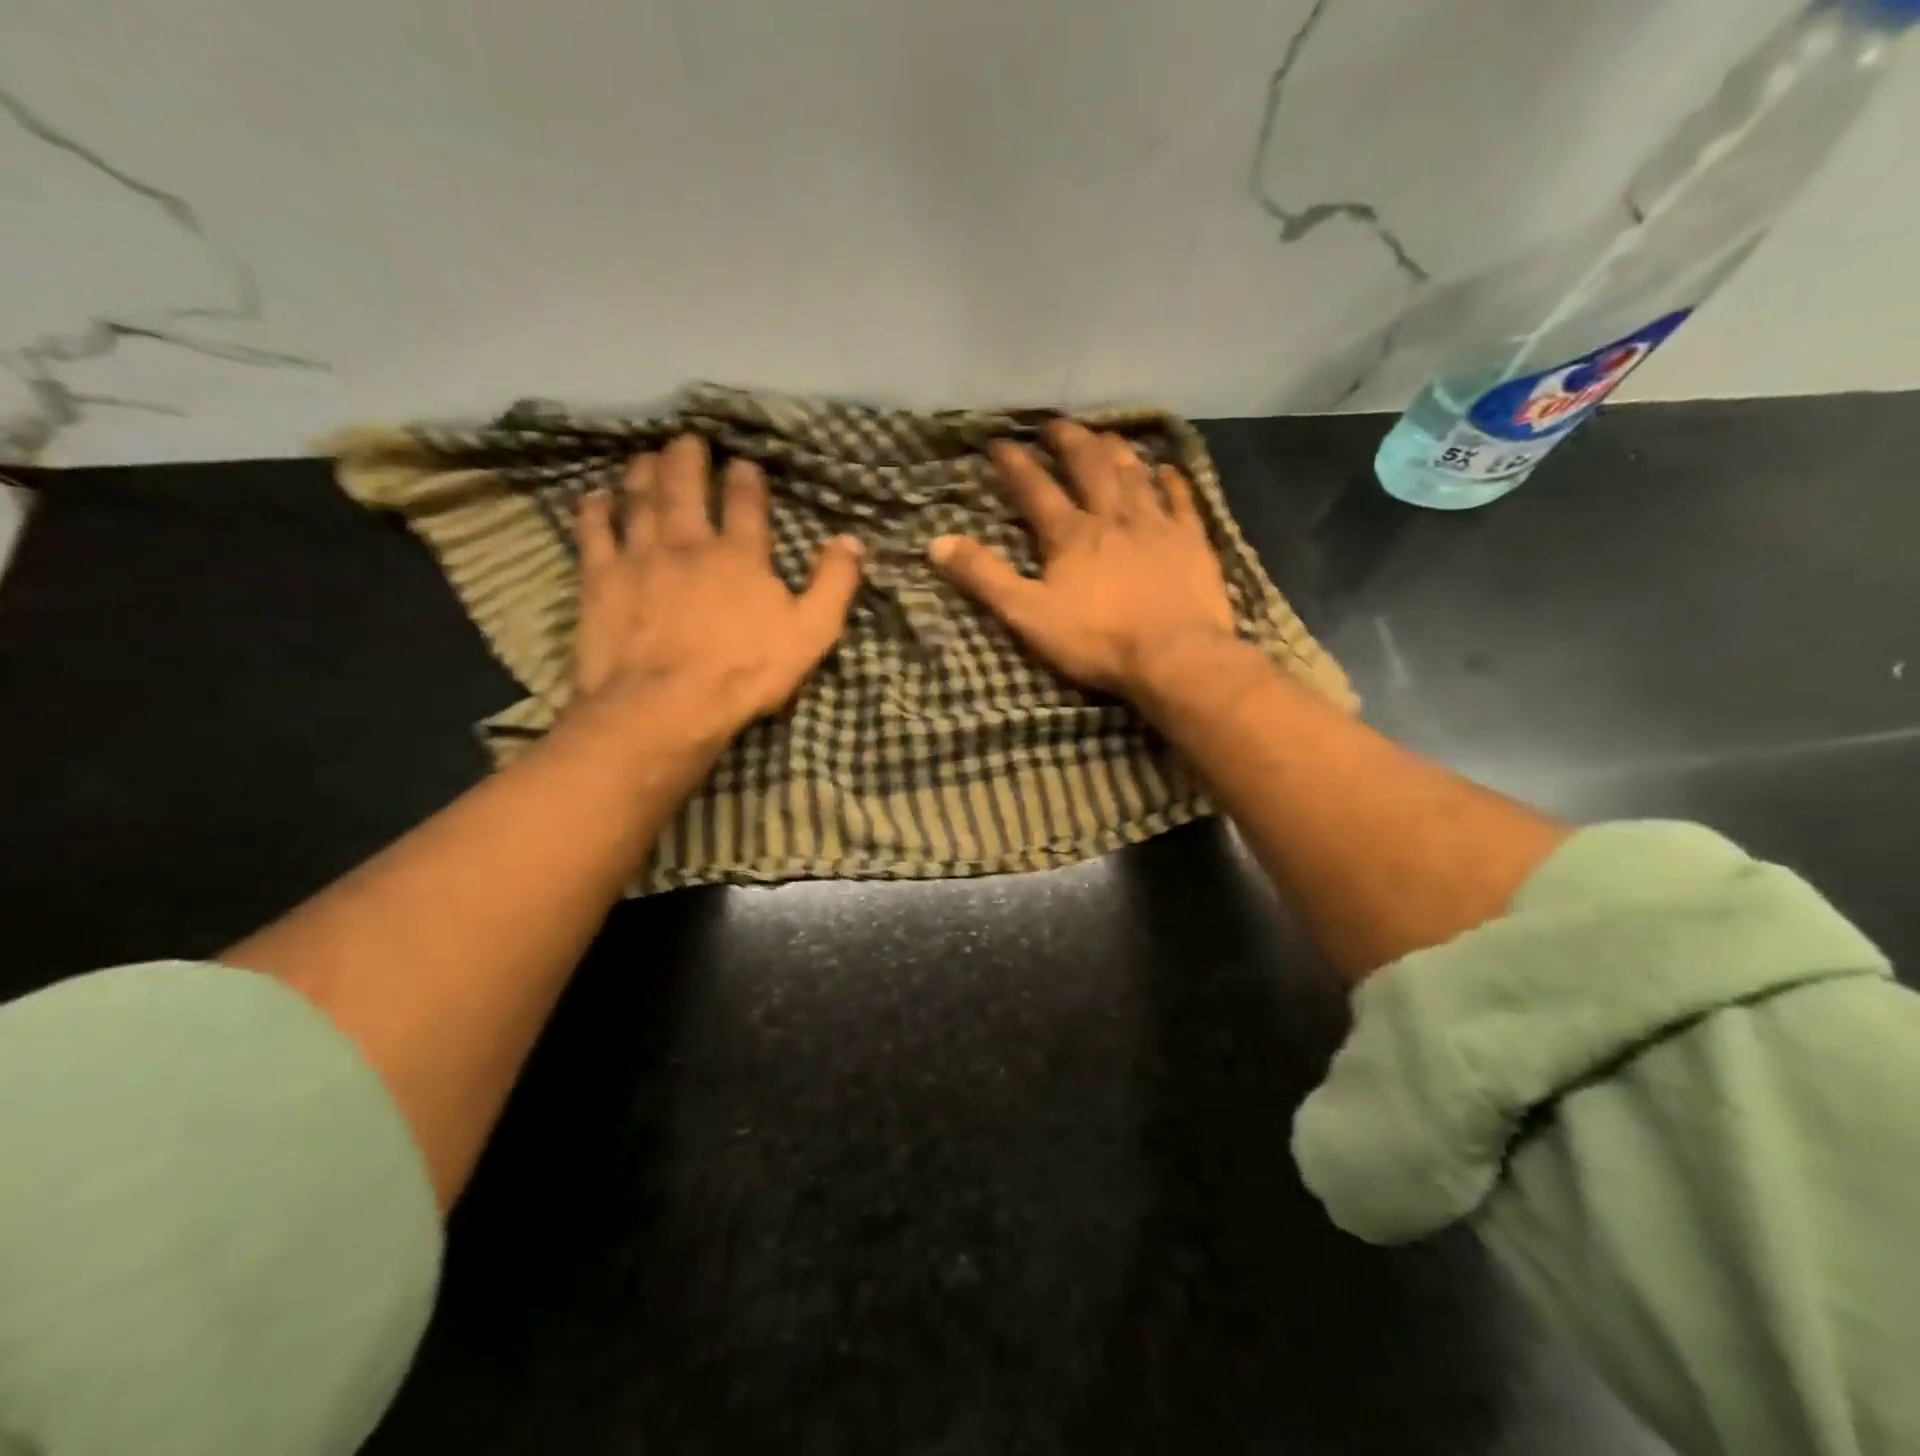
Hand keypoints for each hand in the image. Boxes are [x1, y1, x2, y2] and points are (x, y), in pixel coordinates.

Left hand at [572, 435, 864, 737]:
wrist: (665, 706)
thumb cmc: (744, 673)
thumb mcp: (811, 633)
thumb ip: (833, 584)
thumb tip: (851, 540)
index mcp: (740, 555)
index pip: (745, 502)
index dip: (746, 479)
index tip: (743, 465)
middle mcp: (688, 542)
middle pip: (685, 487)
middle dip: (688, 459)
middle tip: (686, 440)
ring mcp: (640, 556)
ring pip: (640, 500)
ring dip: (643, 473)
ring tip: (645, 457)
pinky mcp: (601, 578)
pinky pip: (594, 531)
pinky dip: (595, 509)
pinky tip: (596, 497)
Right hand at [928, 421, 1236, 697]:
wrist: (1175, 656)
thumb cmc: (1098, 640)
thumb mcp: (1027, 614)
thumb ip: (984, 577)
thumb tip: (936, 543)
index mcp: (1071, 534)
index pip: (1035, 488)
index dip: (1015, 463)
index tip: (999, 442)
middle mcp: (1113, 516)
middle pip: (1089, 466)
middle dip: (1069, 441)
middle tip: (1055, 425)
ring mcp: (1157, 525)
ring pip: (1134, 474)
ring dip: (1117, 451)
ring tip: (1105, 434)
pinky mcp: (1192, 541)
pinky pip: (1182, 500)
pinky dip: (1172, 481)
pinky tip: (1167, 468)